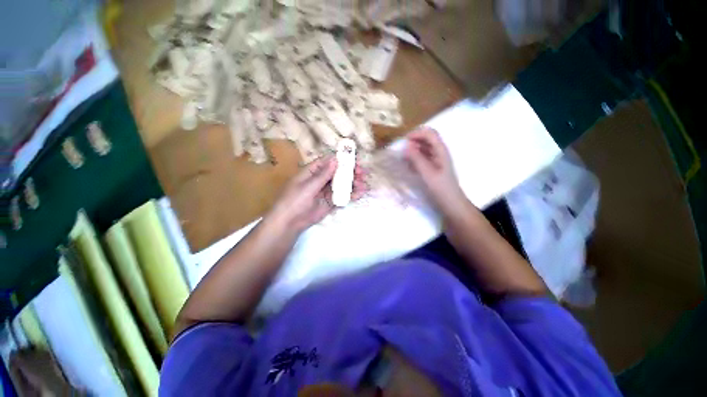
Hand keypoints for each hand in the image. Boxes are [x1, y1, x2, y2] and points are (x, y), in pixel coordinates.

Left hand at [268, 156, 366, 232]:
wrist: (290, 222)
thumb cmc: (294, 200)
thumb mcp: (308, 186)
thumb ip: (323, 175)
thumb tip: (335, 159)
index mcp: (312, 171)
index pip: (328, 162)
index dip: (341, 159)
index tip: (354, 160)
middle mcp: (321, 179)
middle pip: (337, 172)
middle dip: (350, 172)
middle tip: (362, 173)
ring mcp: (326, 191)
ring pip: (341, 184)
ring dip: (352, 183)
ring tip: (363, 184)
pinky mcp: (330, 202)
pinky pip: (342, 196)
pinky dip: (351, 195)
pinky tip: (360, 193)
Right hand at [404, 127, 466, 212]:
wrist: (451, 204)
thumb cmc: (441, 188)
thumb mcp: (428, 174)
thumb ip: (417, 159)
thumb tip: (406, 146)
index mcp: (441, 151)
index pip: (429, 134)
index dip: (417, 134)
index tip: (404, 141)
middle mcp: (438, 153)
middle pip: (426, 140)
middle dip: (413, 142)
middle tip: (401, 151)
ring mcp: (435, 161)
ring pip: (422, 150)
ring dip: (412, 151)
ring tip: (403, 159)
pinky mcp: (432, 169)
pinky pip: (421, 159)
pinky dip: (414, 160)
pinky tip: (408, 167)